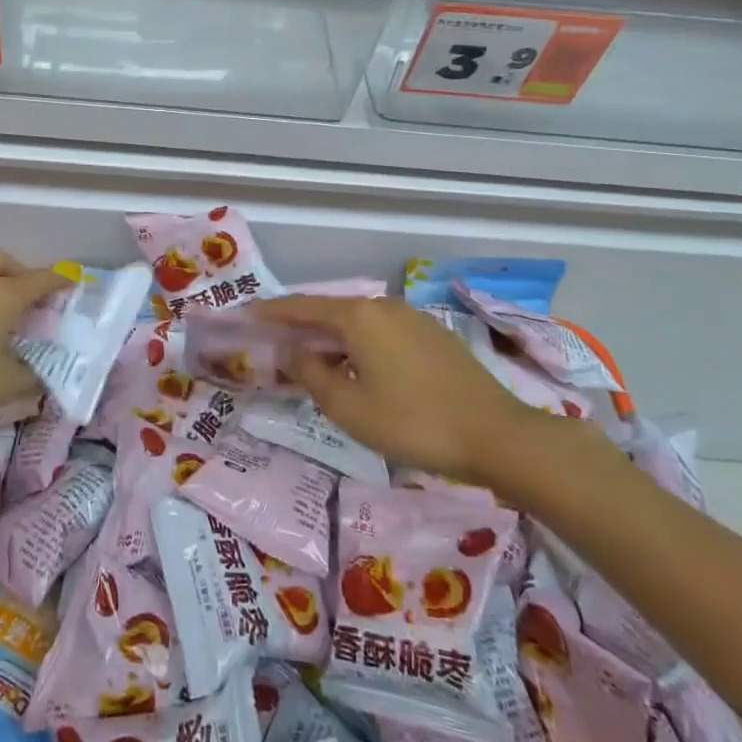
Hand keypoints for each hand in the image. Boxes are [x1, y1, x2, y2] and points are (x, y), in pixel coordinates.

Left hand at [0, 248, 68, 430]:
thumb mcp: (3, 386)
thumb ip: (30, 380)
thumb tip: (43, 377)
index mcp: (2, 296)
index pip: (41, 278)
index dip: (60, 280)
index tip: (73, 283)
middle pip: (1, 261)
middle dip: (19, 274)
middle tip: (29, 303)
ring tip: (0, 333)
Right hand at [249, 294, 605, 491]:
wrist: (496, 435)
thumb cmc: (412, 422)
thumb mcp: (349, 406)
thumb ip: (310, 373)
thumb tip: (289, 350)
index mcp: (358, 316)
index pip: (301, 307)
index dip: (271, 313)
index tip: (245, 315)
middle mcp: (383, 306)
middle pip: (330, 311)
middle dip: (299, 326)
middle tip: (272, 341)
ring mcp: (412, 318)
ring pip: (357, 322)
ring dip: (330, 337)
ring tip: (310, 359)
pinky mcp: (432, 335)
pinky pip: (380, 331)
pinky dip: (357, 344)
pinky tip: (356, 367)